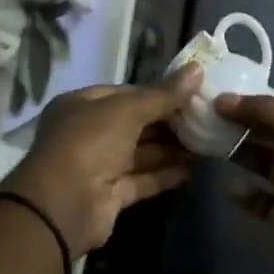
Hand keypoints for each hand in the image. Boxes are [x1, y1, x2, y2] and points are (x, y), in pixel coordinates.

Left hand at [0, 65, 201, 257]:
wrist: (64, 205)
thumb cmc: (90, 143)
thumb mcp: (126, 110)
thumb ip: (163, 94)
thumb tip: (197, 69)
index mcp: (82, 105)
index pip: (126, 93)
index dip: (158, 93)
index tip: (193, 94)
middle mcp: (88, 133)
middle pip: (135, 124)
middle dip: (169, 122)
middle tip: (208, 119)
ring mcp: (99, 165)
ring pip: (141, 153)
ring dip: (172, 149)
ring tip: (209, 143)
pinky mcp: (111, 194)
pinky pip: (143, 179)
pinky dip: (166, 174)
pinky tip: (194, 169)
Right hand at [216, 89, 273, 273]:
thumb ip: (266, 113)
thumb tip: (221, 100)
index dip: (261, 97)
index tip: (227, 96)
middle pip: (268, 129)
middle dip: (241, 121)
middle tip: (206, 116)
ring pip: (259, 160)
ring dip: (236, 151)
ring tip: (206, 142)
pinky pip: (257, 198)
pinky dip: (241, 192)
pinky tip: (225, 184)